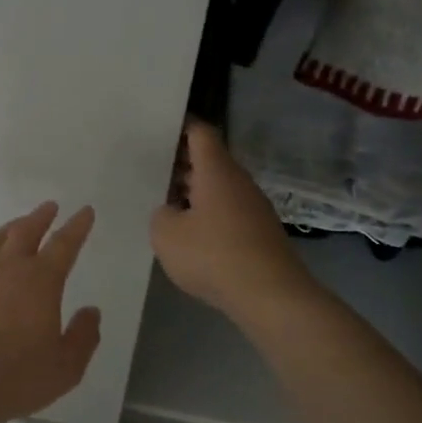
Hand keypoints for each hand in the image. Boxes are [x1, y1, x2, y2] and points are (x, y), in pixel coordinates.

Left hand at [0, 202, 102, 422]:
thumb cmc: (16, 378)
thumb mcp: (65, 367)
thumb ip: (83, 336)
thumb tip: (91, 311)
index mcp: (41, 280)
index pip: (65, 244)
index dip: (78, 226)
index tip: (85, 211)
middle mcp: (6, 267)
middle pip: (26, 231)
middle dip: (41, 217)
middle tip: (49, 207)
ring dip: (10, 230)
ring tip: (16, 227)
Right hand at [151, 120, 314, 319]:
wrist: (270, 295)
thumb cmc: (213, 255)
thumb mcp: (166, 234)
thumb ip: (161, 214)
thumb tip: (170, 211)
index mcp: (216, 170)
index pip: (200, 133)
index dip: (180, 127)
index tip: (157, 130)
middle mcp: (239, 182)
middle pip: (209, 161)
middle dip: (181, 165)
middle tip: (151, 171)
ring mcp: (254, 207)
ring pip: (219, 189)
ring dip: (194, 194)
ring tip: (165, 206)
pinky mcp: (260, 233)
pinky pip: (229, 213)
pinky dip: (209, 217)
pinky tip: (192, 237)